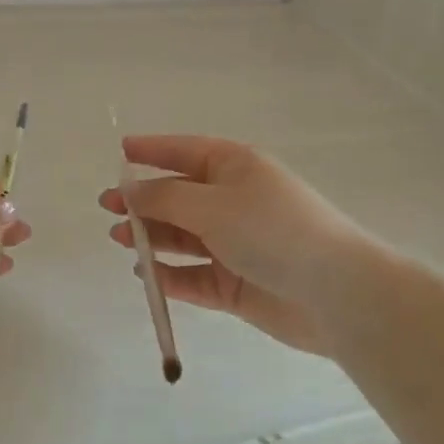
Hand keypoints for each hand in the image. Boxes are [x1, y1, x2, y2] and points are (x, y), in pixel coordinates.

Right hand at [99, 135, 369, 355]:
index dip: (152, 150)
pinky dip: (171, 275)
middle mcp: (234, 201)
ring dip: (152, 237)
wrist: (335, 292)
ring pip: (184, 237)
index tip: (120, 151)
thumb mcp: (211, 205)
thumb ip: (164, 199)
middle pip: (179, 196)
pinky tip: (147, 275)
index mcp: (235, 167)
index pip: (185, 151)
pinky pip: (194, 276)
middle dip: (143, 201)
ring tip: (121, 240)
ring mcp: (236, 244)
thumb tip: (130, 191)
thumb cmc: (271, 230)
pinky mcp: (237, 283)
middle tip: (108, 208)